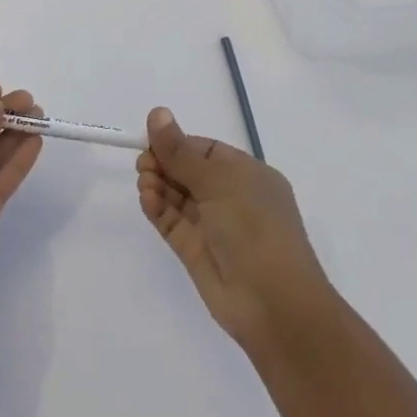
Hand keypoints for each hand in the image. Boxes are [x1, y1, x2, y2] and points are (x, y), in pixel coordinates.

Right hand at [136, 107, 335, 346]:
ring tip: (145, 184)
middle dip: (163, 164)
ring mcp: (213, 226)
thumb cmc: (254, 228)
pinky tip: (147, 199)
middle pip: (187, 172)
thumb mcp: (218, 181)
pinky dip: (157, 208)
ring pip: (177, 196)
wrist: (273, 304)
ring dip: (158, 185)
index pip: (205, 150)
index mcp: (248, 175)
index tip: (150, 141)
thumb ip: (180, 150)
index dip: (177, 144)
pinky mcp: (195, 251)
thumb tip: (157, 112)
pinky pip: (172, 222)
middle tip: (144, 165)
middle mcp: (231, 198)